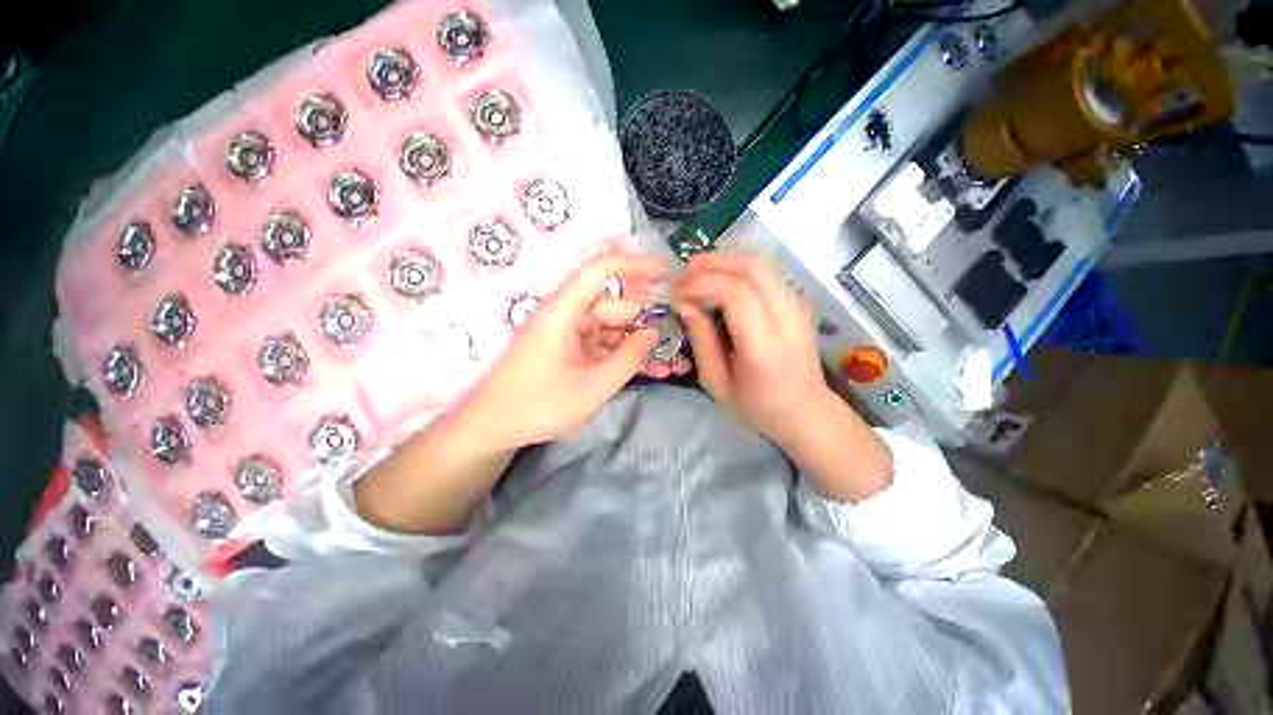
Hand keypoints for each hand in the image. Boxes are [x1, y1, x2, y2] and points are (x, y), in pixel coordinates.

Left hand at [464, 252, 686, 451]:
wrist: (495, 428)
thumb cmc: (540, 405)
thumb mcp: (594, 386)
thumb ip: (629, 357)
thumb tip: (654, 333)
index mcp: (565, 311)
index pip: (600, 270)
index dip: (635, 264)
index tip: (667, 272)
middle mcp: (568, 315)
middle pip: (616, 307)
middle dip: (649, 323)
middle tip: (682, 340)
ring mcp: (570, 334)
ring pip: (614, 329)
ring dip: (641, 345)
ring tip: (674, 364)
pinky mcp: (572, 351)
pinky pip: (605, 346)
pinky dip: (625, 356)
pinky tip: (652, 371)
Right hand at [671, 252, 826, 449]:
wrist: (806, 412)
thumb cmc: (757, 406)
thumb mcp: (717, 383)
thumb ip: (701, 341)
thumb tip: (683, 303)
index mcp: (764, 347)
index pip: (736, 294)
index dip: (701, 284)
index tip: (676, 292)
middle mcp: (787, 319)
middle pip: (751, 269)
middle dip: (711, 264)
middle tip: (682, 275)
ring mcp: (798, 306)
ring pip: (761, 263)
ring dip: (724, 260)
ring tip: (696, 272)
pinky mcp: (799, 302)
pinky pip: (766, 271)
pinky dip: (738, 267)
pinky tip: (719, 278)